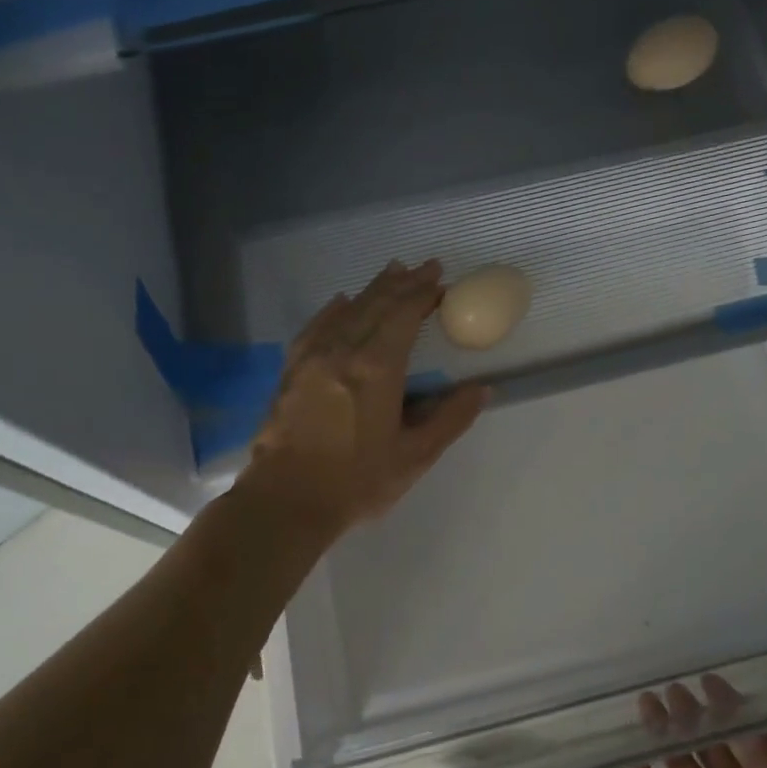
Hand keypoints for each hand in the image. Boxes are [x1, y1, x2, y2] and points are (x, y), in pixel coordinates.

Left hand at [238, 260, 488, 541]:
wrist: (285, 501)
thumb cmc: (356, 481)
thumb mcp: (414, 456)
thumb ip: (450, 419)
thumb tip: (481, 389)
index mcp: (377, 368)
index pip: (403, 315)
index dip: (423, 294)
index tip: (440, 279)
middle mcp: (343, 351)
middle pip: (376, 305)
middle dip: (402, 283)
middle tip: (424, 267)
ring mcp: (312, 358)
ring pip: (347, 311)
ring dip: (372, 290)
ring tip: (391, 271)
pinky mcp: (291, 371)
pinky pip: (315, 327)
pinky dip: (333, 310)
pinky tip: (341, 302)